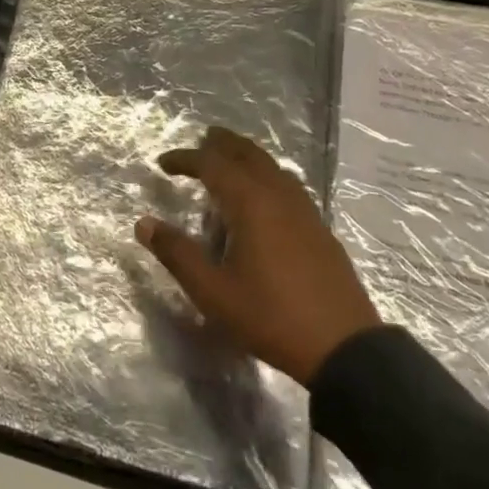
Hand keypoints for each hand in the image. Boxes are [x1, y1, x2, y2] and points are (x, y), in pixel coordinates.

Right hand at [136, 127, 380, 385]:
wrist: (344, 349)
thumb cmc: (270, 316)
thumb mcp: (212, 291)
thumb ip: (177, 253)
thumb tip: (144, 223)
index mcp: (250, 204)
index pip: (212, 164)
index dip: (185, 159)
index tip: (163, 163)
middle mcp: (279, 197)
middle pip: (248, 154)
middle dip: (222, 144)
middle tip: (202, 140)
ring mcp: (305, 212)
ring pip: (273, 167)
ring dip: (248, 156)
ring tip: (230, 161)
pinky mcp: (321, 230)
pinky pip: (289, 186)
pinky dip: (268, 176)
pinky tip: (265, 197)